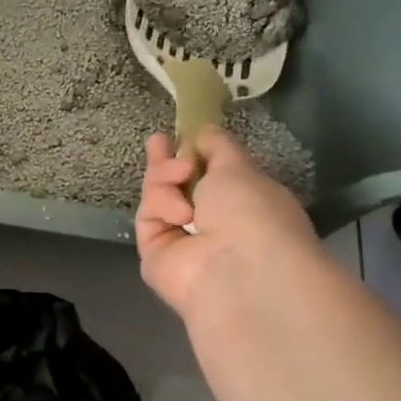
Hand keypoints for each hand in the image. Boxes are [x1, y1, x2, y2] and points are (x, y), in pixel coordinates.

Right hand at [137, 127, 322, 319]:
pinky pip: (148, 218)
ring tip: (179, 177)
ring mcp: (182, 241)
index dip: (192, 152)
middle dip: (166, 162)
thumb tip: (203, 132)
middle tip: (159, 143)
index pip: (208, 174)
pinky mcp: (155, 255)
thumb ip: (217, 146)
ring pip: (158, 196)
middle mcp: (211, 223)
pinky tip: (179, 212)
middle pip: (176, 185)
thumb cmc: (252, 212)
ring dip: (165, 179)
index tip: (178, 134)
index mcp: (241, 203)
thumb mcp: (239, 166)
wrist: (239, 268)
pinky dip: (161, 206)